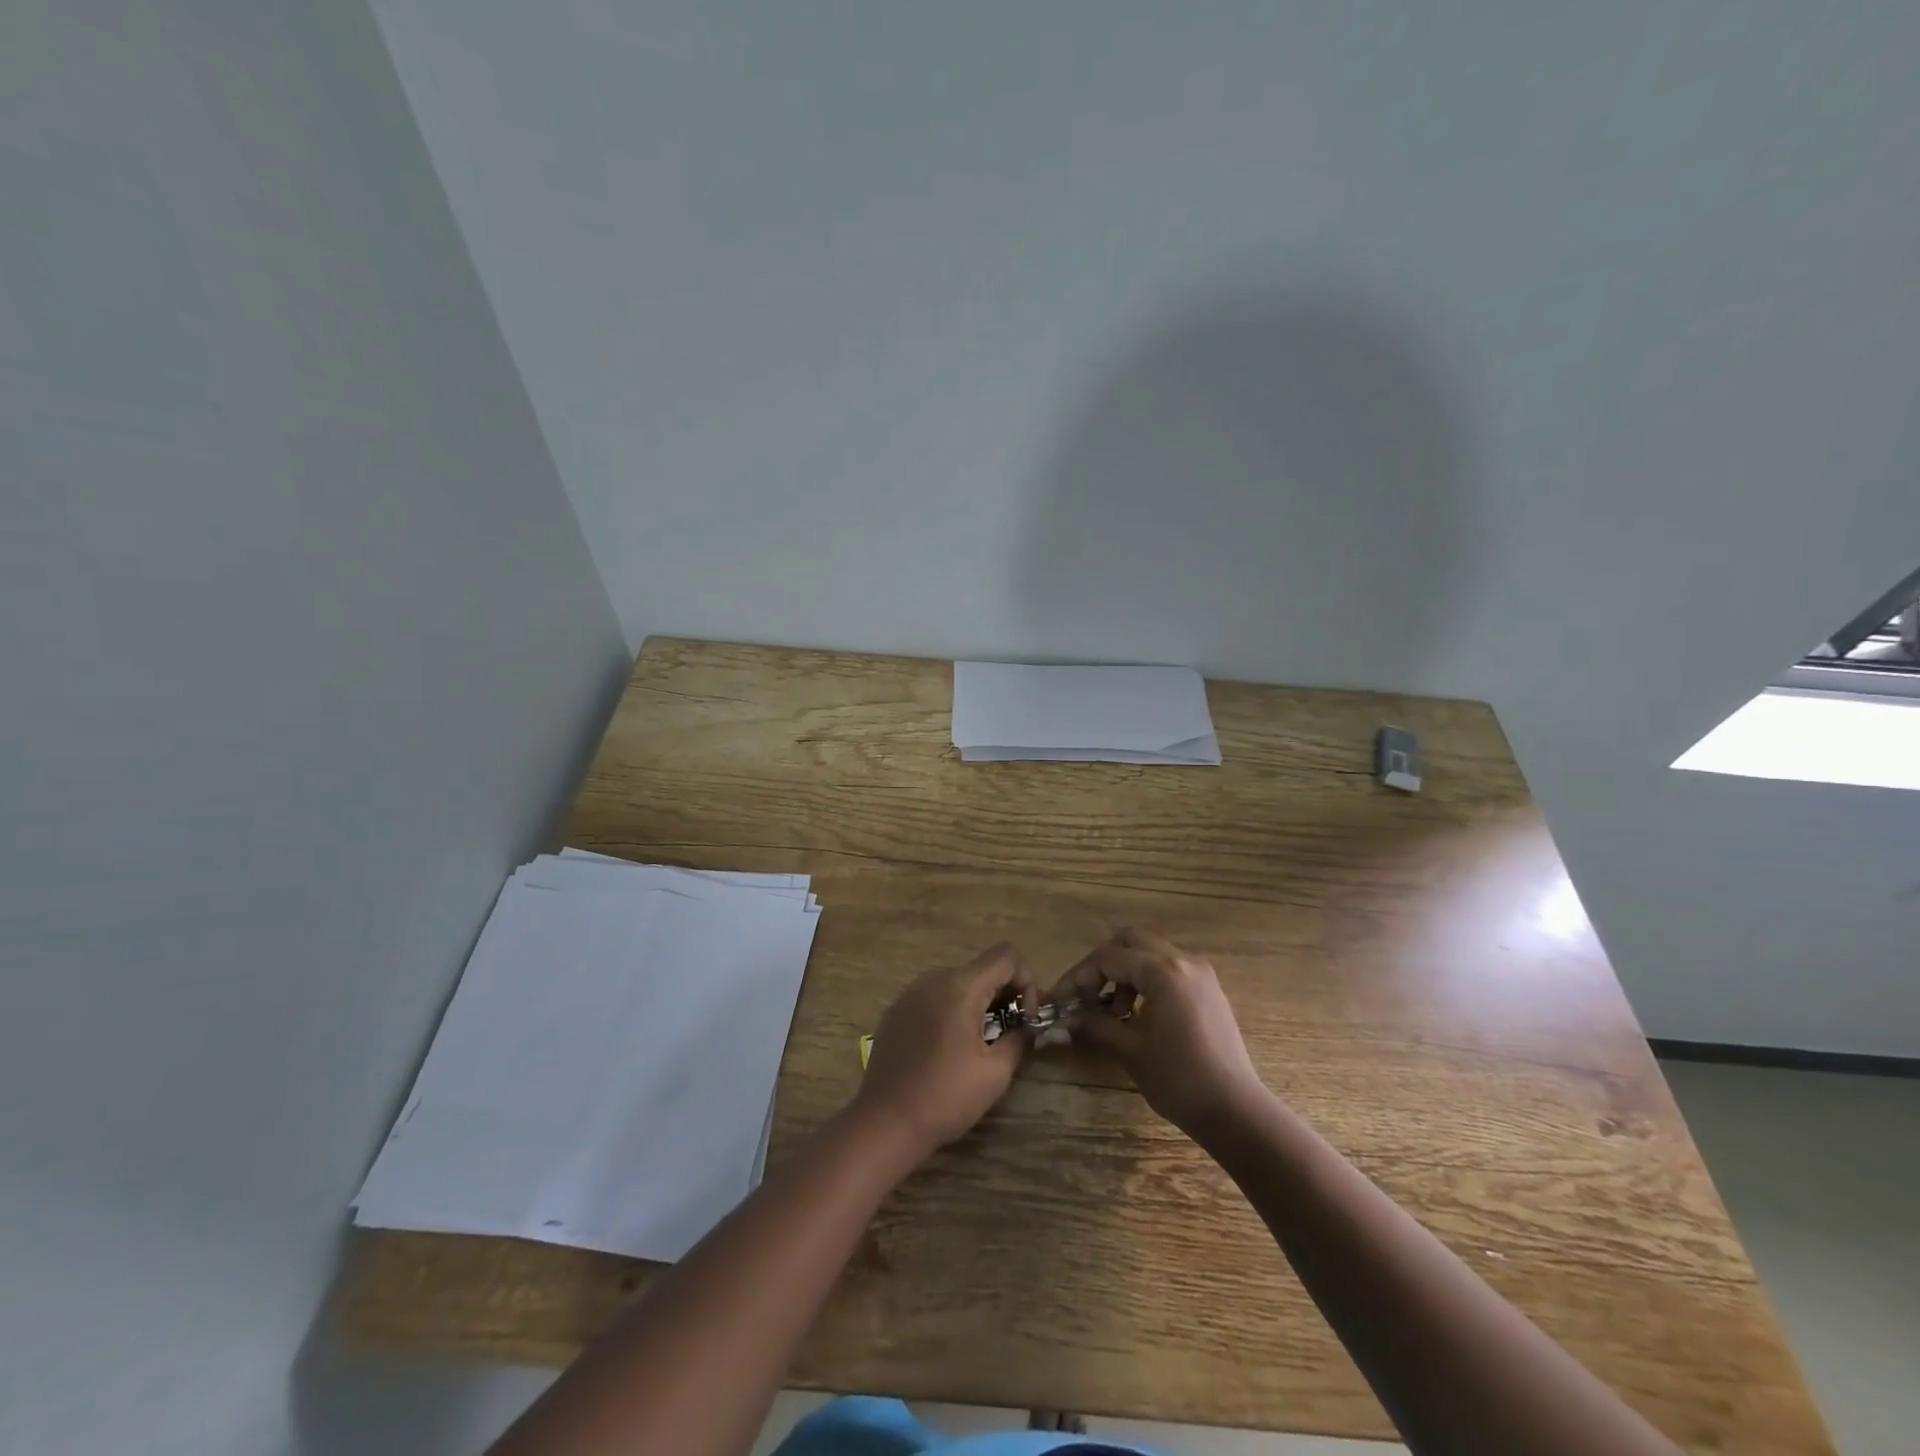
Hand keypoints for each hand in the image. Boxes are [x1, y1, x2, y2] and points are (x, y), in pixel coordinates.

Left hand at [851, 942, 1038, 1159]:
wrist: (885, 1122)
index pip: (1006, 955)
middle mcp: (934, 979)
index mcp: (960, 987)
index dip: (1027, 980)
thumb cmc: (946, 1097)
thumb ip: (1019, 1039)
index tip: (1025, 1018)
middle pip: (982, 969)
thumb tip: (1027, 1026)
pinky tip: (948, 1049)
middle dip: (1004, 995)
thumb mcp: (995, 1073)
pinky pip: (934, 998)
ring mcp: (911, 993)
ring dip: (978, 1004)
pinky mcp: (896, 1011)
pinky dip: (952, 1011)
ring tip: (980, 1044)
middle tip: (1010, 1033)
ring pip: (957, 983)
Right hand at [1050, 928, 1265, 1138]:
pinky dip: (1147, 979)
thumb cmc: (1178, 1079)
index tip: (1060, 1000)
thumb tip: (1064, 1017)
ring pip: (1151, 952)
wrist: (1235, 1111)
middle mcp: (1183, 961)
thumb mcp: (1130, 1049)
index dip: (1079, 976)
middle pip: (1131, 941)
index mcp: (1163, 971)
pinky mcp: (1209, 990)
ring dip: (1126, 970)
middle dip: (1103, 963)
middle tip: (1087, 993)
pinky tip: (1139, 1013)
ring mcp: (1200, 974)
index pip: (1108, 957)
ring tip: (1114, 1010)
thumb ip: (1095, 1024)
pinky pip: (1170, 968)